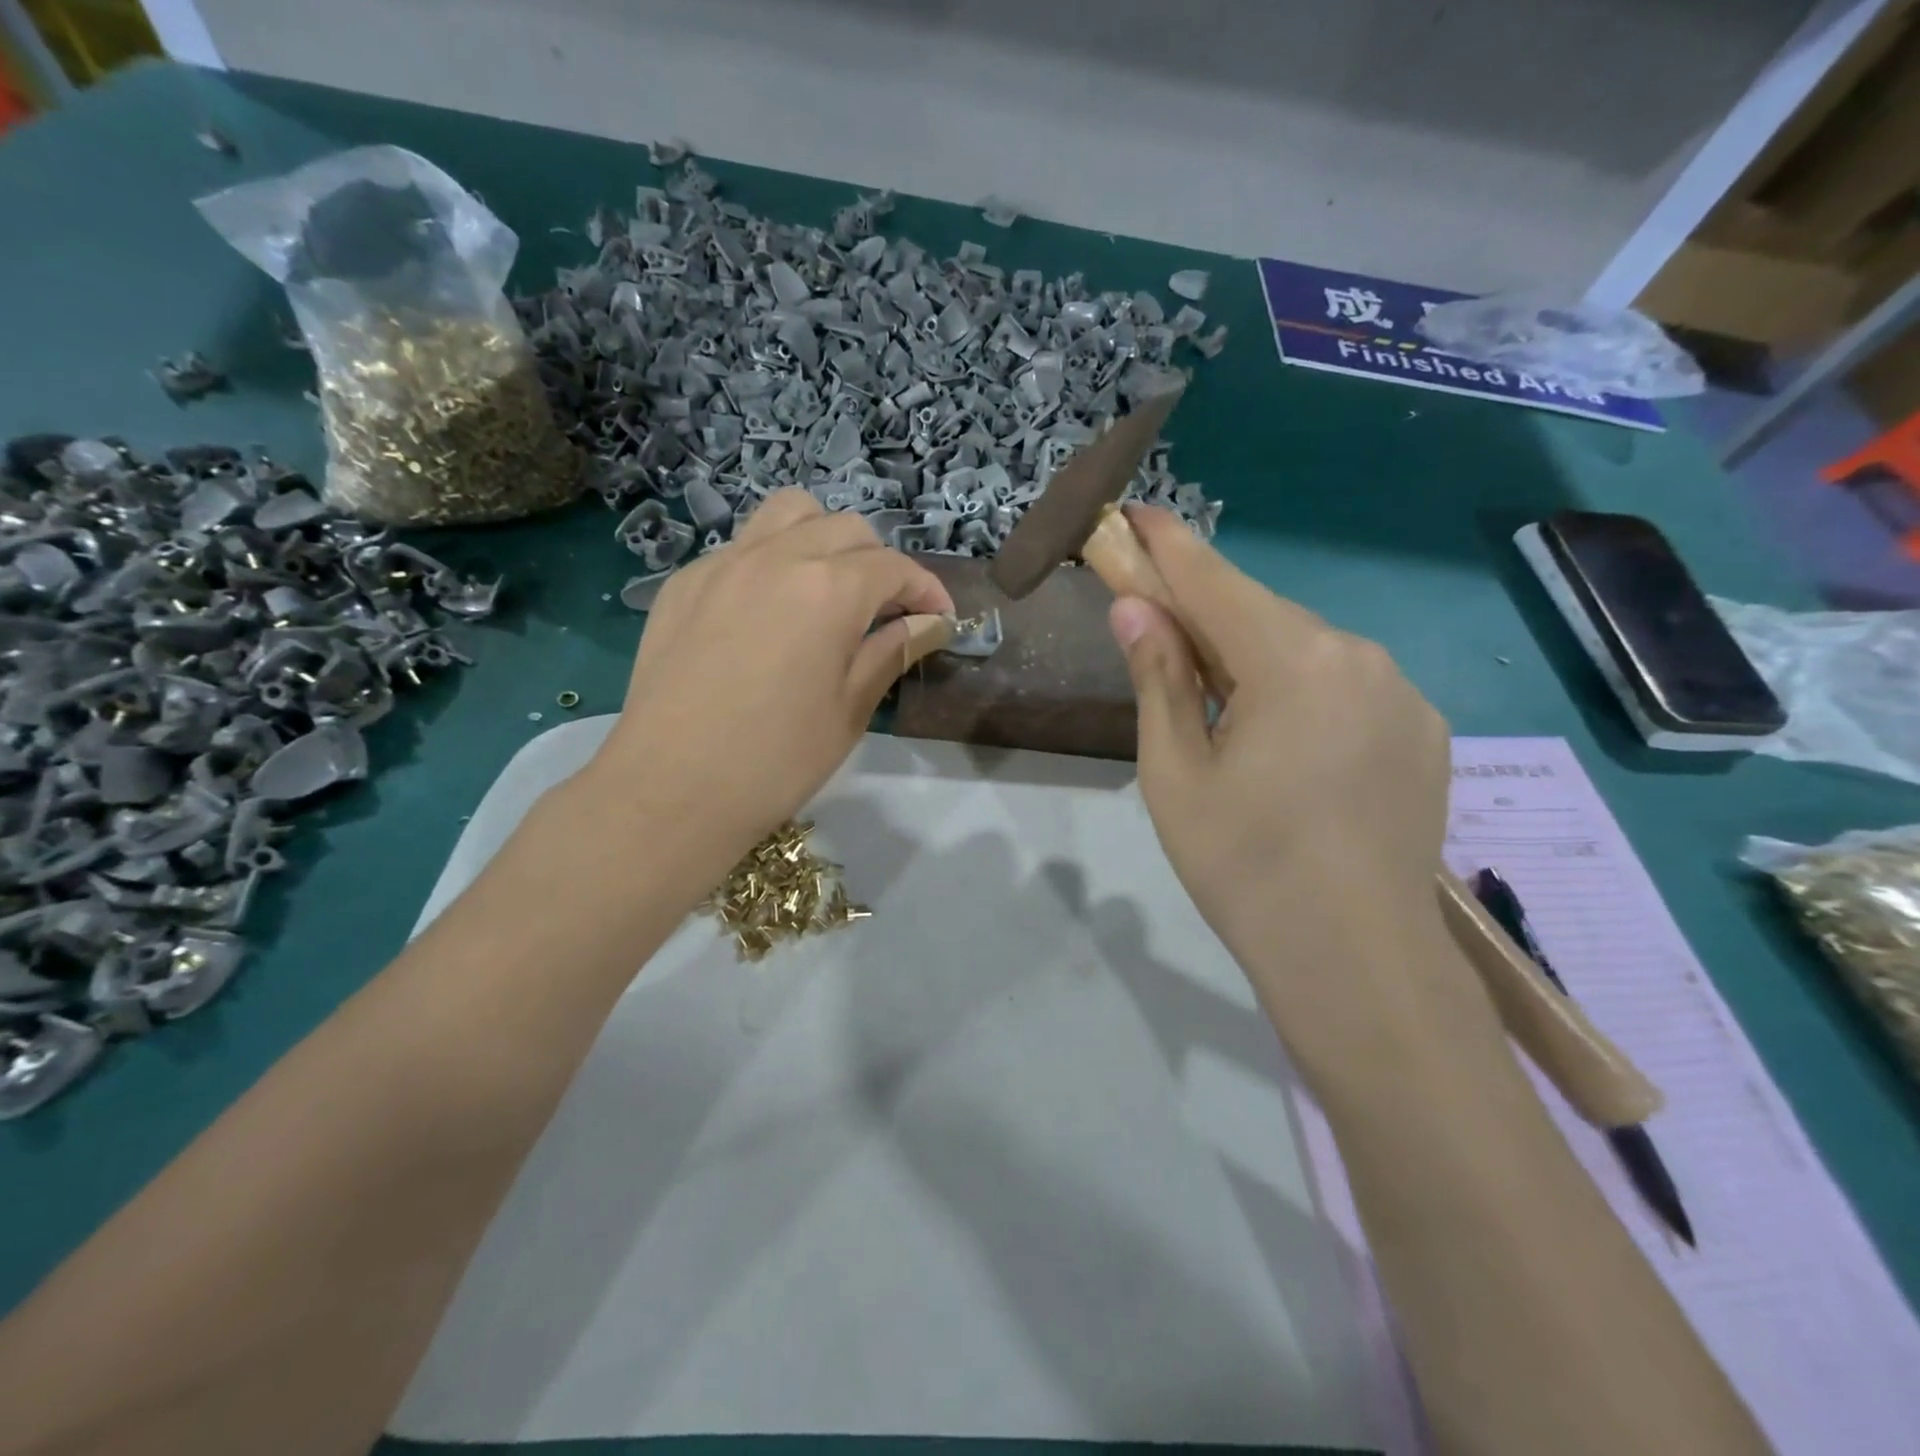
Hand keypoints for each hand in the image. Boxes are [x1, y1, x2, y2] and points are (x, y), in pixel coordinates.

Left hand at [592, 489, 953, 871]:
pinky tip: (768, 612)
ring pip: (788, 515)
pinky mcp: (684, 583)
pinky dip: (772, 561)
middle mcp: (778, 556)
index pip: (894, 567)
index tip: (940, 620)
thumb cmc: (777, 759)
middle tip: (886, 613)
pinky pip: (741, 547)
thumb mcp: (850, 709)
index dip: (926, 591)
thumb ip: (892, 651)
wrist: (670, 790)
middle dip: (879, 563)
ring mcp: (723, 563)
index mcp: (829, 589)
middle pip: (846, 529)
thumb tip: (931, 623)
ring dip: (823, 539)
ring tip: (829, 588)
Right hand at [1109, 506, 1457, 1028]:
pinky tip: (1284, 742)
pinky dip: (1302, 689)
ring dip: (1254, 655)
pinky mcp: (1424, 731)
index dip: (1168, 547)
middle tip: (1157, 626)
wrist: (1357, 961)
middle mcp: (1359, 657)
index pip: (1215, 582)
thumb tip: (1134, 609)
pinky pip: (1347, 685)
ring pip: (1307, 649)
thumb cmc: (1244, 867)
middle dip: (1206, 612)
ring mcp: (1402, 693)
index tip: (1135, 515)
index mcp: (1294, 662)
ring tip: (1219, 705)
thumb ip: (1159, 679)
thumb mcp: (1176, 773)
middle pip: (1262, 614)